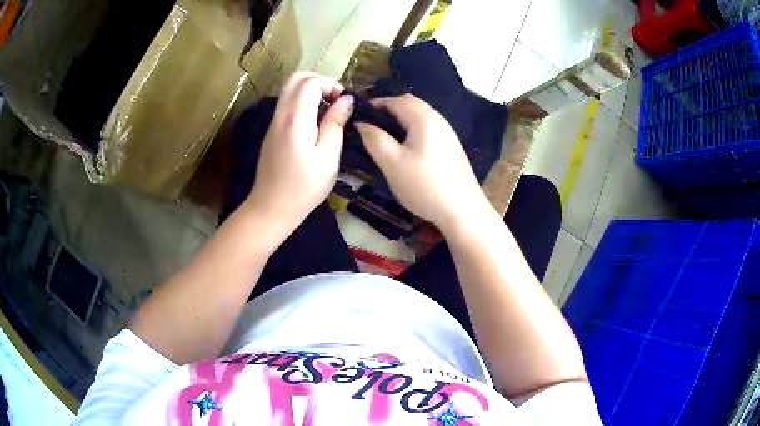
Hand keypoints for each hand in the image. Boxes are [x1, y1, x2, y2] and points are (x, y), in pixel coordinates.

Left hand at [247, 72, 353, 230]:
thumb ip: (336, 124)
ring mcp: (273, 122)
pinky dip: (303, 102)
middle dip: (319, 81)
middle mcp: (280, 115)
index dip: (330, 84)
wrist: (271, 208)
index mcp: (295, 119)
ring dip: (311, 91)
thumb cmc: (303, 187)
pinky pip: (286, 104)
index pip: (310, 82)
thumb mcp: (328, 158)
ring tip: (328, 111)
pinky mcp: (272, 131)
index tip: (343, 103)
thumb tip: (346, 100)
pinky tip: (315, 123)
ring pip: (289, 90)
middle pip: (295, 78)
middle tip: (335, 100)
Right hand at [356, 94, 490, 230]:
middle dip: (389, 109)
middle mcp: (438, 119)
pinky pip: (428, 128)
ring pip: (420, 116)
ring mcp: (448, 133)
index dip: (374, 104)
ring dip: (401, 119)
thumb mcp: (392, 163)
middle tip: (371, 125)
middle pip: (410, 103)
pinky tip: (406, 148)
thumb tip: (362, 123)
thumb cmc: (424, 185)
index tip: (358, 115)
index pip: (395, 100)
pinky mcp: (451, 147)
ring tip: (385, 136)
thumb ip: (374, 139)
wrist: (463, 210)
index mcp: (423, 118)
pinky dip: (412, 129)